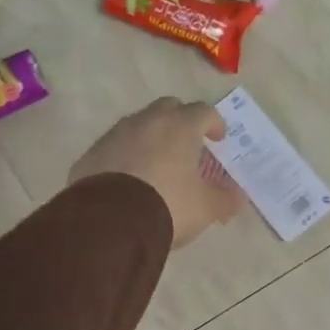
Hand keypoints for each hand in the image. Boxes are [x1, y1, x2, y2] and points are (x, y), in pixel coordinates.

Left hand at [70, 98, 243, 248]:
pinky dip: (125, 155)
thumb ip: (224, 199)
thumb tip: (237, 196)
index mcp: (180, 127)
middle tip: (187, 143)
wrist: (110, 221)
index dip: (214, 123)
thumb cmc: (168, 205)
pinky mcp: (92, 153)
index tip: (219, 138)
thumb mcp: (205, 208)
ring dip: (151, 137)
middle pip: (168, 108)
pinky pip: (115, 147)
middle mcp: (147, 121)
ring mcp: (115, 134)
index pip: (203, 112)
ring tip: (157, 162)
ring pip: (138, 125)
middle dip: (181, 121)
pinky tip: (128, 178)